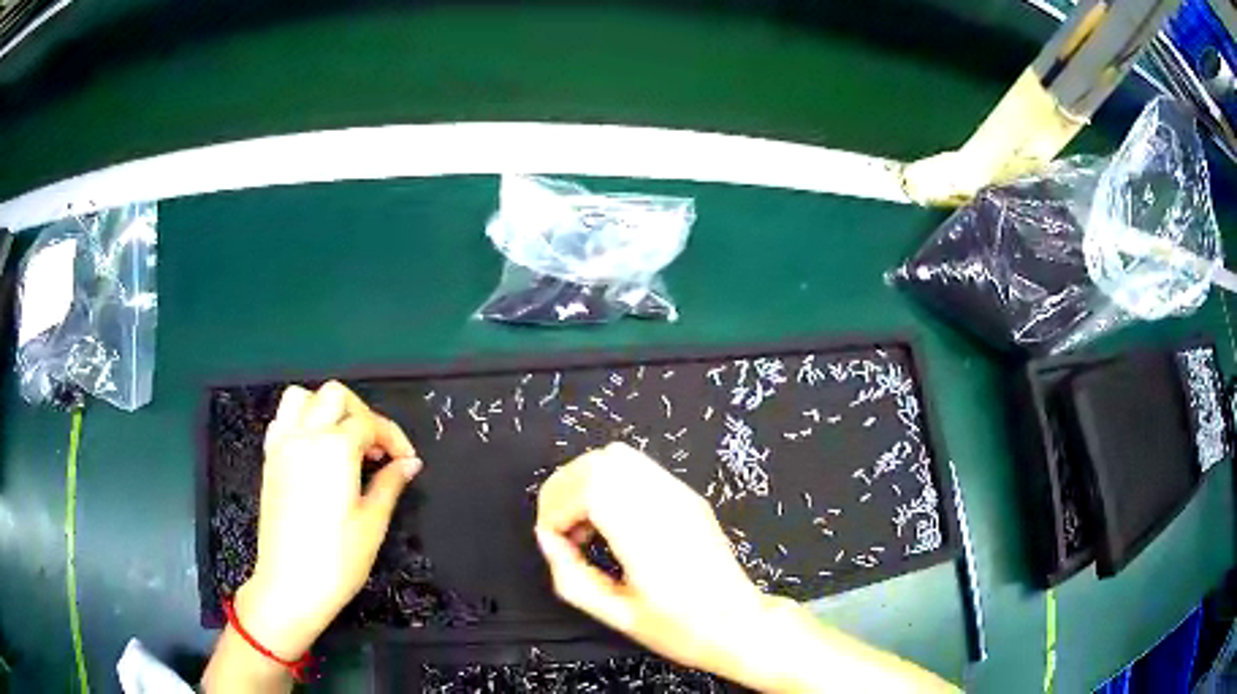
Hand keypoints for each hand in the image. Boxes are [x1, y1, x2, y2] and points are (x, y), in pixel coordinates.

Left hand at [236, 381, 421, 659]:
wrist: (290, 586)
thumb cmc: (337, 560)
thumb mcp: (372, 523)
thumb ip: (390, 484)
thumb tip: (409, 463)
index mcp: (334, 449)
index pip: (369, 423)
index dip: (394, 438)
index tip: (407, 460)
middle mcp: (305, 436)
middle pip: (335, 396)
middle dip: (362, 413)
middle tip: (376, 448)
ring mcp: (282, 445)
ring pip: (302, 397)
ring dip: (327, 408)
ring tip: (344, 441)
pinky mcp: (269, 460)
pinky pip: (283, 419)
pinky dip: (302, 421)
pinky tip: (315, 450)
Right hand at [534, 443, 769, 678]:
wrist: (740, 623)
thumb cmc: (682, 629)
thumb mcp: (617, 616)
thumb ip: (572, 578)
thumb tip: (549, 542)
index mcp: (649, 539)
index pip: (591, 488)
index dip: (557, 508)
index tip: (554, 540)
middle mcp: (667, 506)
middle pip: (600, 463)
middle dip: (564, 489)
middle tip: (559, 528)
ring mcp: (682, 496)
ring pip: (618, 457)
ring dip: (586, 482)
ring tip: (583, 524)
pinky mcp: (688, 496)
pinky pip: (638, 467)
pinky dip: (610, 482)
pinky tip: (610, 518)